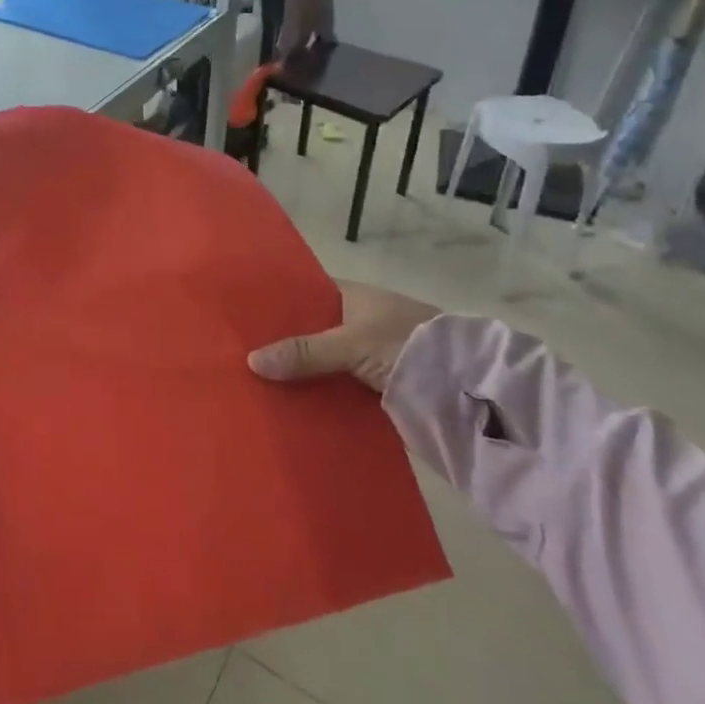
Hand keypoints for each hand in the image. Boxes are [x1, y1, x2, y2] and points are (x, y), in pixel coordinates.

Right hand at [247, 279, 440, 393]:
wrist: (469, 389)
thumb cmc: (406, 345)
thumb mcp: (351, 343)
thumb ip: (304, 352)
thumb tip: (250, 361)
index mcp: (350, 296)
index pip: (303, 294)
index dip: (275, 305)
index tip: (241, 319)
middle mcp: (355, 322)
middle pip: (308, 332)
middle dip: (279, 346)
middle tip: (235, 357)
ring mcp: (364, 357)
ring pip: (320, 364)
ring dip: (297, 376)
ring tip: (250, 386)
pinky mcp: (373, 388)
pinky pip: (335, 390)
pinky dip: (317, 398)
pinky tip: (287, 408)